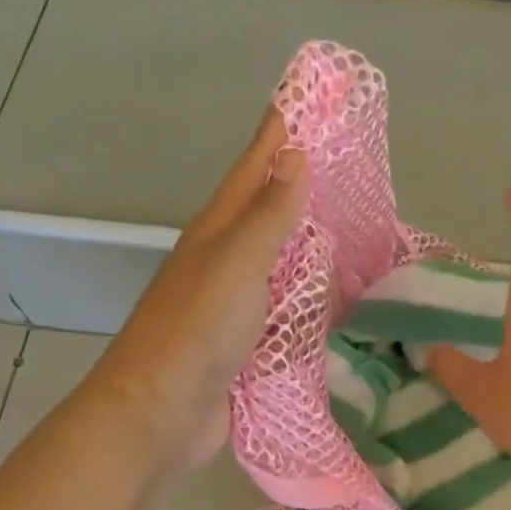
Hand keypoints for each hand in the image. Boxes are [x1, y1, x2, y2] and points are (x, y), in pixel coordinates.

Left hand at [91, 108, 307, 469]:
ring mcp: (234, 304)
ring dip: (307, 239)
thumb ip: (268, 215)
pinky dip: (309, 293)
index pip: (253, 169)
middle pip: (265, 210)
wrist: (161, 412)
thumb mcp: (236, 263)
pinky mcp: (247, 343)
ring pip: (278, 260)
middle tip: (342, 159)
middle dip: (298, 181)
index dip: (277, 133)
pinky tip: (333, 293)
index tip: (305, 97)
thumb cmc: (198, 330)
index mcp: (217, 232)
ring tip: (348, 221)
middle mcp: (224, 261)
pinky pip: (285, 306)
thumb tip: (292, 154)